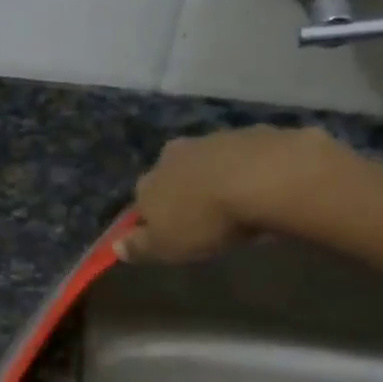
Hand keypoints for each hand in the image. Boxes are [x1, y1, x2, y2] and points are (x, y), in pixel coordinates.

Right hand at [122, 126, 360, 263]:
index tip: (168, 234)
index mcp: (148, 182)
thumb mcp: (166, 247)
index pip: (140, 201)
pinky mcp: (252, 134)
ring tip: (235, 203)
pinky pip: (243, 156)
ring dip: (214, 178)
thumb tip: (115, 246)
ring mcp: (213, 140)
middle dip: (182, 192)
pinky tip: (263, 188)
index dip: (152, 218)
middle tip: (202, 217)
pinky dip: (247, 169)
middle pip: (172, 176)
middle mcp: (173, 155)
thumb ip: (139, 247)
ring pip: (207, 162)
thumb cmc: (206, 220)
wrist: (266, 178)